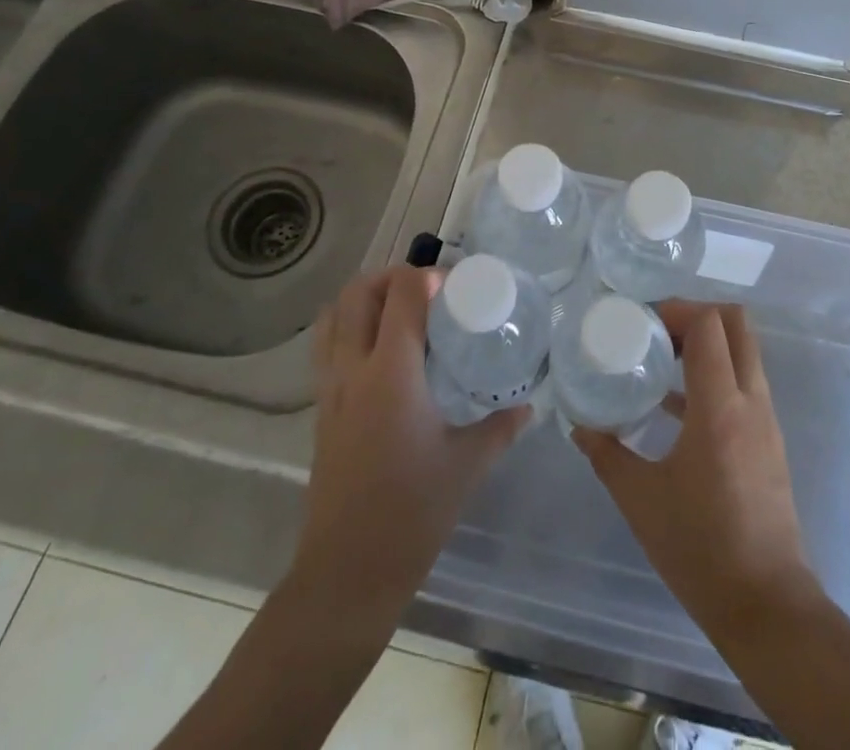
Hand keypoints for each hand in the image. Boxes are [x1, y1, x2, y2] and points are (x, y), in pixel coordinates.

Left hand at [289, 266, 526, 626]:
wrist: (346, 574)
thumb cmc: (412, 513)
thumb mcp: (466, 465)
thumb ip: (500, 427)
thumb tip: (529, 406)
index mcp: (392, 372)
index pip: (401, 294)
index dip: (425, 276)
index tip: (453, 287)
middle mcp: (354, 369)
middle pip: (357, 293)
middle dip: (390, 277)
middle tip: (425, 291)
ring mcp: (330, 390)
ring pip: (333, 317)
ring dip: (363, 299)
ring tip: (398, 311)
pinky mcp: (320, 412)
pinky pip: (326, 349)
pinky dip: (348, 329)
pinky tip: (380, 354)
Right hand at [572, 304, 820, 640]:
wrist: (767, 606)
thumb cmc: (701, 549)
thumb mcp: (641, 500)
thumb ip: (606, 455)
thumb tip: (579, 426)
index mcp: (720, 408)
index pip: (710, 325)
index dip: (677, 309)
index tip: (643, 320)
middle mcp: (751, 402)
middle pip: (737, 324)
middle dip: (696, 315)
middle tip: (657, 330)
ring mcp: (765, 420)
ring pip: (744, 352)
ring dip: (707, 344)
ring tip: (660, 359)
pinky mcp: (769, 440)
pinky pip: (744, 384)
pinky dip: (715, 375)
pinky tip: (674, 406)